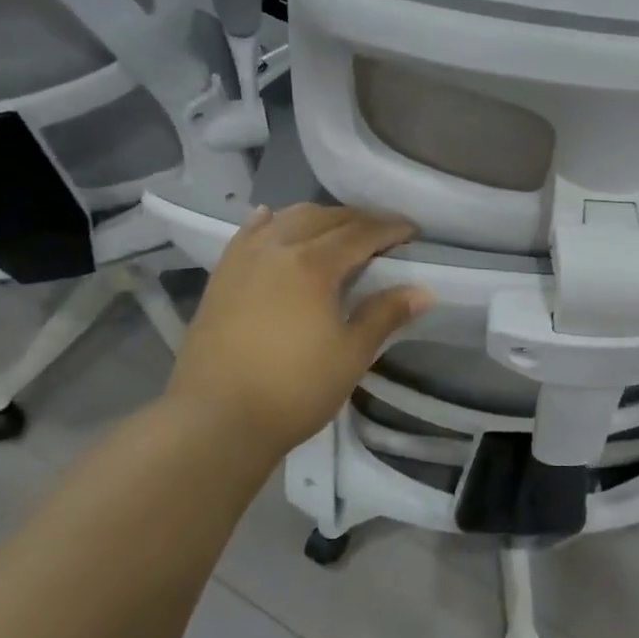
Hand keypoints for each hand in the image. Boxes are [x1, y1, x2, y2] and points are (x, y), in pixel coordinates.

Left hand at [166, 204, 429, 458]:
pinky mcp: (221, 277)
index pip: (360, 234)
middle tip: (384, 232)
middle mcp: (278, 250)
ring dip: (319, 217)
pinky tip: (273, 218)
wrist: (216, 420)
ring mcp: (244, 260)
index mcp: (313, 266)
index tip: (413, 231)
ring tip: (339, 229)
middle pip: (325, 219)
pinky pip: (248, 235)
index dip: (390, 229)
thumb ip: (385, 315)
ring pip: (286, 219)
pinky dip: (270, 223)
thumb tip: (423, 291)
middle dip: (359, 219)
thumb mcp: (351, 355)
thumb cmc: (294, 389)